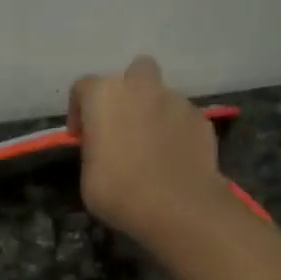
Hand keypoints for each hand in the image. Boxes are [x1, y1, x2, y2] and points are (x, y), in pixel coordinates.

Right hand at [68, 56, 224, 240]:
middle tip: (123, 124)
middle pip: (134, 73)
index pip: (83, 87)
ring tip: (151, 147)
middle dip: (128, 92)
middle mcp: (141, 88)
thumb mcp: (88, 176)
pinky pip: (182, 118)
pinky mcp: (201, 119)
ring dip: (153, 113)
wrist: (177, 207)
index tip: (80, 136)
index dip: (78, 110)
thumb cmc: (119, 192)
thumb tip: (105, 146)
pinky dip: (176, 131)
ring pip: (162, 96)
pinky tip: (173, 157)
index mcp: (105, 97)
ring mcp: (176, 100)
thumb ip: (94, 149)